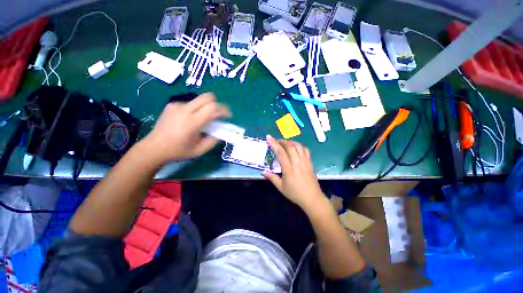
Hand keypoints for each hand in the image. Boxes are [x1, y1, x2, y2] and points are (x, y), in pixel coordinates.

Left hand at [142, 93, 230, 162]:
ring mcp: (177, 105)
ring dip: (206, 107)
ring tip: (203, 119)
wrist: (153, 147)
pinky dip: (195, 109)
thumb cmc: (178, 150)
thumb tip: (221, 131)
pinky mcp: (171, 105)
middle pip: (207, 97)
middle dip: (217, 103)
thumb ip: (214, 140)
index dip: (224, 110)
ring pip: (199, 100)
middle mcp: (185, 110)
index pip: (213, 108)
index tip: (228, 116)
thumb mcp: (200, 150)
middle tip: (219, 114)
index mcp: (193, 122)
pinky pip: (190, 103)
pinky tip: (190, 119)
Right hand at [264, 135, 324, 210]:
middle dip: (282, 141)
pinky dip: (299, 146)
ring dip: (290, 142)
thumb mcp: (281, 187)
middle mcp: (297, 162)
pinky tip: (296, 148)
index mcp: (289, 169)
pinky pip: (305, 150)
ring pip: (298, 146)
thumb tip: (263, 171)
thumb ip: (272, 178)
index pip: (281, 152)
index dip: (274, 143)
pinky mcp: (310, 162)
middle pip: (290, 146)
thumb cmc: (295, 193)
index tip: (269, 137)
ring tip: (285, 143)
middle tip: (276, 142)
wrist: (312, 198)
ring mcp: (305, 161)